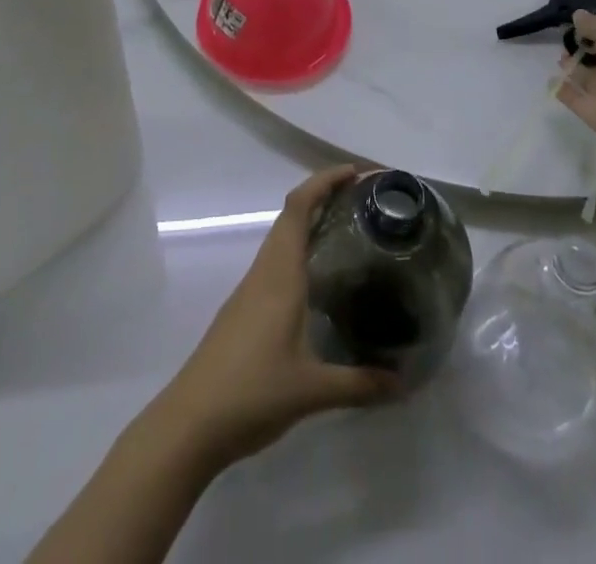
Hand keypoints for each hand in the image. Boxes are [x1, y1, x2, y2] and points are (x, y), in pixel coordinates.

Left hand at [155, 167, 399, 468]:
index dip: (325, 181)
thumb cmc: (251, 393)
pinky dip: (299, 250)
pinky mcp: (244, 309)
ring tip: (348, 229)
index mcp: (280, 274)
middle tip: (363, 198)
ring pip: (282, 237)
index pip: (299, 207)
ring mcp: (250, 289)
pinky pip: (276, 261)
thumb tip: (405, 382)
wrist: (190, 423)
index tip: (356, 173)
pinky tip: (318, 277)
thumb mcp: (312, 391)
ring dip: (310, 221)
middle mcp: (265, 271)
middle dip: (324, 195)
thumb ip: (360, 384)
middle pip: (291, 214)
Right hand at [556, 9, 595, 138]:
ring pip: (589, 79)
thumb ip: (593, 21)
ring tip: (559, 56)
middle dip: (584, 49)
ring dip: (574, 68)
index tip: (579, 22)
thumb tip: (578, 16)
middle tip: (565, 39)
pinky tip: (550, 79)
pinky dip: (563, 90)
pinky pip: (576, 99)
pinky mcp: (594, 112)